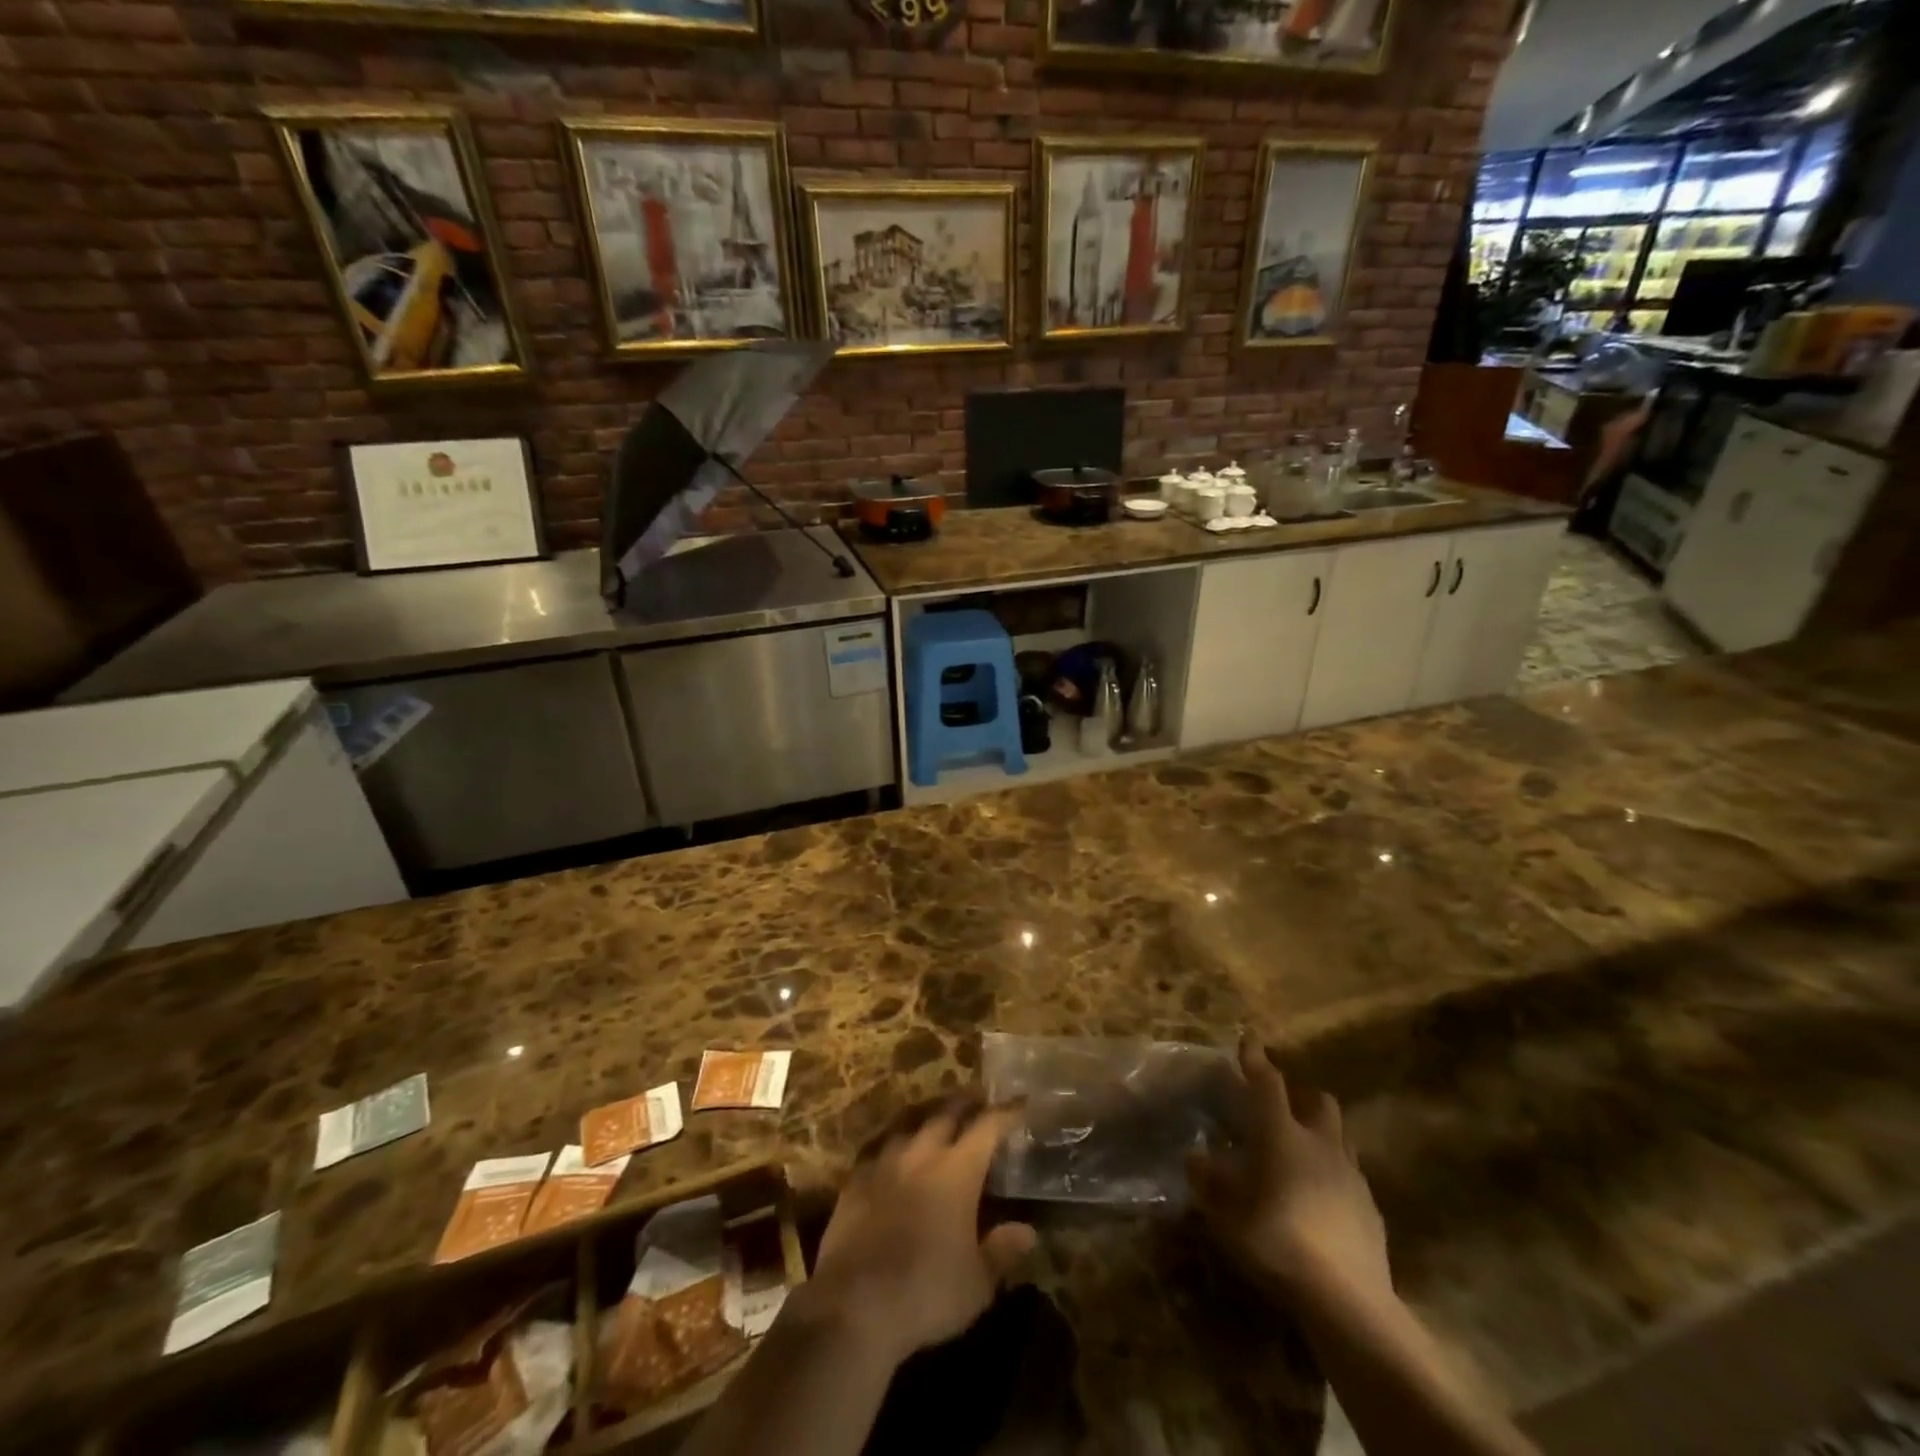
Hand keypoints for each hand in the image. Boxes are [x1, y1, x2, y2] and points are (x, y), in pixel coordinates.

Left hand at [808, 1097, 1037, 1367]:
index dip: (1005, 1113)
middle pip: (946, 1113)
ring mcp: (885, 1161)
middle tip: (977, 1099)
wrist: (855, 1304)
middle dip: (965, 1103)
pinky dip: (893, 1139)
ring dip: (928, 1114)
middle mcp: (922, 1153)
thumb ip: (1002, 1250)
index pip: (987, 1127)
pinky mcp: (855, 1178)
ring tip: (936, 1114)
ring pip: (909, 1121)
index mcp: (958, 1170)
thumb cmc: (927, 1292)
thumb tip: (1027, 1231)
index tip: (1019, 1102)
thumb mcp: (978, 1282)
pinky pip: (878, 1145)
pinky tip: (893, 1147)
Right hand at [1189, 1035, 1392, 1310]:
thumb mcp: (1225, 1214)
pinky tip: (1321, 1200)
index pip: (1267, 1084)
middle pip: (1319, 1102)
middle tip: (1282, 1110)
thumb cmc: (1276, 1241)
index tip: (1248, 1040)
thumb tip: (1196, 1157)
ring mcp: (1351, 1176)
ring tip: (1302, 1154)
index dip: (1255, 1060)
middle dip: (1302, 1097)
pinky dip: (1335, 1177)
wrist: (1347, 1301)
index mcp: (1282, 1135)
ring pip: (1340, 1137)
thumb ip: (1208, 1181)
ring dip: (1322, 1136)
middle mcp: (1320, 1144)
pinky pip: (1352, 1177)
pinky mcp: (1371, 1209)